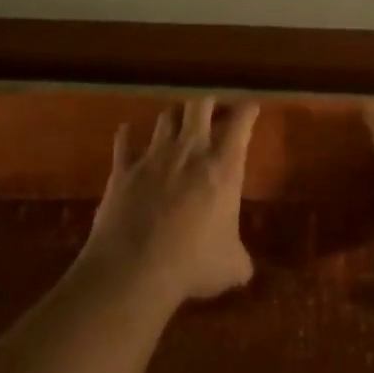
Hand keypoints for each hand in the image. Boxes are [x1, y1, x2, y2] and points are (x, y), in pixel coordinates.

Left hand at [80, 97, 259, 306]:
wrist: (134, 269)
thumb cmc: (193, 264)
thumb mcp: (231, 267)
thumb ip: (240, 259)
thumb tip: (243, 267)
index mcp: (223, 168)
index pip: (240, 123)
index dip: (247, 111)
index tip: (250, 107)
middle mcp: (189, 151)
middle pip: (199, 106)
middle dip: (208, 103)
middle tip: (213, 109)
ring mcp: (153, 156)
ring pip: (165, 117)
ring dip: (174, 116)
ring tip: (177, 120)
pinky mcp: (123, 169)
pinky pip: (124, 142)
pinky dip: (126, 135)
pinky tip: (126, 132)